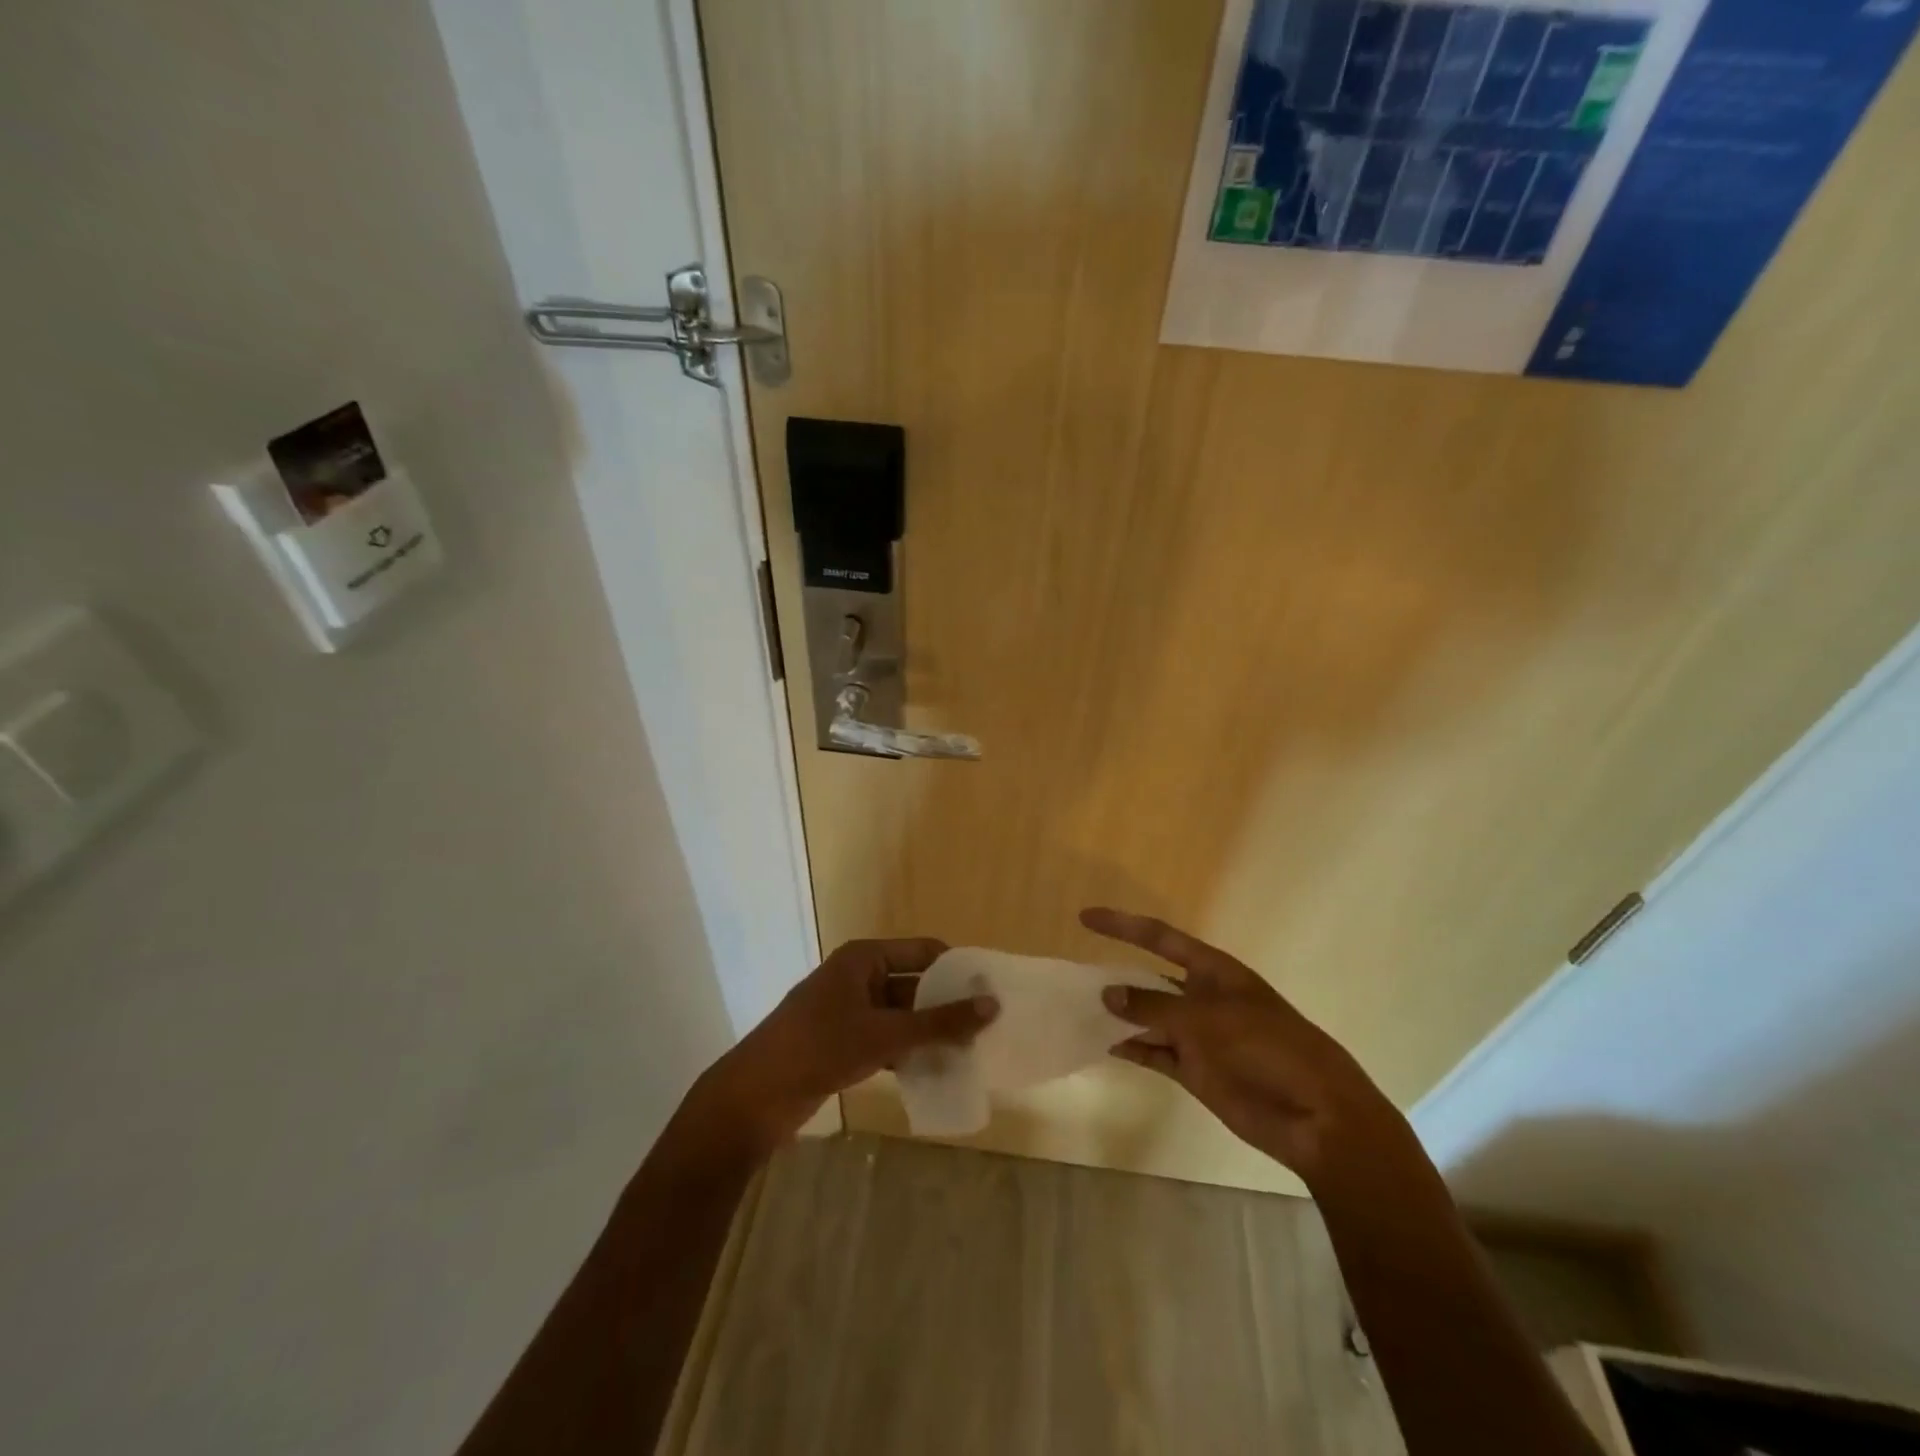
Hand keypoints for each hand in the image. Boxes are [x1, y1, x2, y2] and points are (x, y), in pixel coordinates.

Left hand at [690, 939, 998, 1154]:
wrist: (754, 1097)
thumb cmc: (820, 1048)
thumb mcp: (884, 1034)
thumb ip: (939, 1022)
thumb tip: (991, 1006)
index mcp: (864, 958)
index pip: (923, 952)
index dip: (956, 969)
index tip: (991, 991)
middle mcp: (858, 977)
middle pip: (914, 985)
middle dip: (946, 1006)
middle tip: (988, 1027)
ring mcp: (848, 1011)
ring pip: (901, 1016)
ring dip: (929, 1033)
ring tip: (971, 1052)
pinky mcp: (842, 1043)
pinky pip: (886, 1040)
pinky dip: (908, 1052)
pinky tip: (936, 1072)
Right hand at [1083, 908, 1410, 1185]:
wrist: (1316, 1115)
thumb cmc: (1269, 1048)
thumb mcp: (1210, 1019)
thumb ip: (1156, 1005)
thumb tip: (1108, 993)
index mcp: (1213, 971)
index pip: (1160, 938)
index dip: (1123, 925)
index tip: (1085, 918)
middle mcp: (1202, 998)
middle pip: (1150, 978)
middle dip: (1116, 974)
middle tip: (1073, 977)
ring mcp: (1198, 1036)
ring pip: (1148, 1018)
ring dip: (1119, 1015)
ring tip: (1077, 1012)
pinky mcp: (1196, 1071)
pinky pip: (1154, 1054)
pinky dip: (1131, 1049)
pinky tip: (1102, 1046)